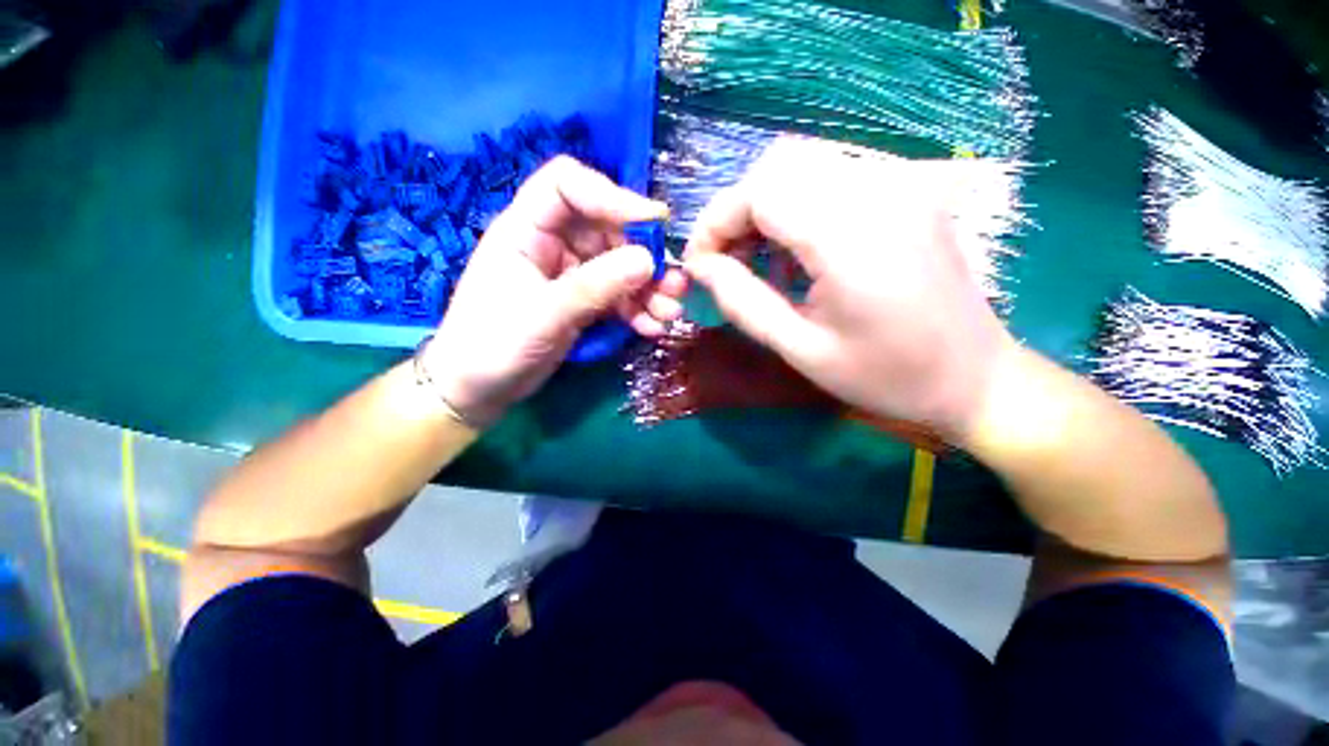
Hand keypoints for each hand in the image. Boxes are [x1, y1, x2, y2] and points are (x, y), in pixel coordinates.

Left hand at [424, 157, 686, 426]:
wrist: (479, 390)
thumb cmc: (493, 346)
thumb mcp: (544, 314)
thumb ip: (595, 286)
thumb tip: (648, 260)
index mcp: (526, 229)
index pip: (568, 186)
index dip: (611, 196)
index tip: (653, 223)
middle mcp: (552, 244)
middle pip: (607, 230)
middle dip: (644, 256)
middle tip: (674, 284)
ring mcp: (570, 274)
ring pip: (619, 266)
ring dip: (648, 288)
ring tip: (670, 313)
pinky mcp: (583, 302)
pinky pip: (618, 296)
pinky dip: (637, 310)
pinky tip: (652, 328)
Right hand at [683, 138, 1014, 439]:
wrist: (974, 378)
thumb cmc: (885, 376)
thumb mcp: (801, 350)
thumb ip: (743, 302)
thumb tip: (700, 268)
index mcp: (853, 238)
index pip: (760, 191)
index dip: (715, 222)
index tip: (699, 264)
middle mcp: (880, 192)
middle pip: (778, 164)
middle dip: (736, 211)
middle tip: (725, 262)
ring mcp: (901, 185)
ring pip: (803, 165)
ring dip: (764, 207)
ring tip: (757, 262)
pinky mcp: (907, 192)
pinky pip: (832, 178)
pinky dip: (796, 207)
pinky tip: (796, 253)